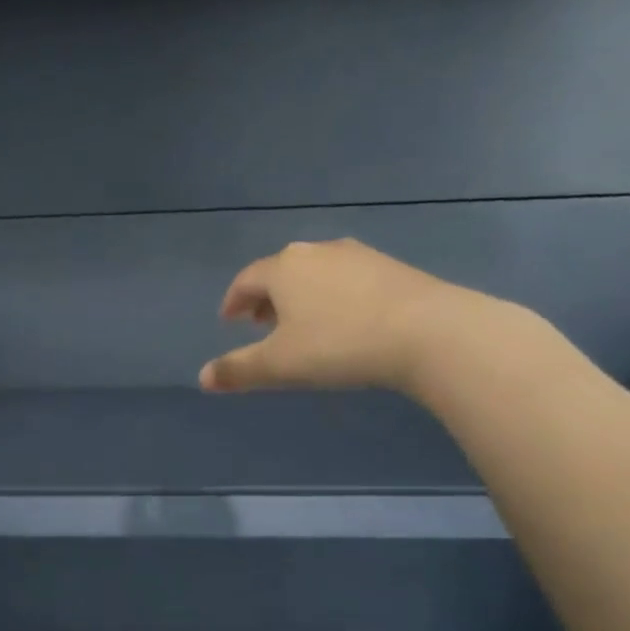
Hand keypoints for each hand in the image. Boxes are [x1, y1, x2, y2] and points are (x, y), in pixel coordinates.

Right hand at [199, 239, 482, 394]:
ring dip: (299, 296)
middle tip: (260, 325)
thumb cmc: (338, 345)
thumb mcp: (279, 365)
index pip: (246, 280)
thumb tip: (202, 378)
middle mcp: (316, 252)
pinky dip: (331, 296)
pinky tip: (343, 321)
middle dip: (265, 298)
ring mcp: (357, 255)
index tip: (230, 321)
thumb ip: (238, 370)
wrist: (427, 331)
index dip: (233, 301)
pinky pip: (345, 278)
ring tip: (300, 324)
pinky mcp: (390, 266)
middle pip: (279, 272)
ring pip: (314, 273)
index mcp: (283, 269)